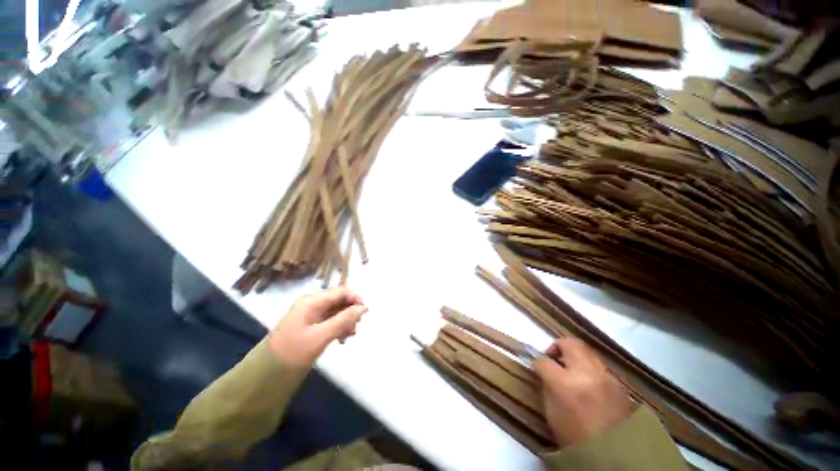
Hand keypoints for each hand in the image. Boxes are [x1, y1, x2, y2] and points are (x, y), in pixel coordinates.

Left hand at [268, 287, 366, 366]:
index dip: (355, 298)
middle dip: (351, 311)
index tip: (365, 313)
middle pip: (339, 300)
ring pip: (337, 311)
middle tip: (356, 327)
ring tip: (350, 336)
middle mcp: (313, 304)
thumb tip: (363, 308)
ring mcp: (311, 315)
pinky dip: (339, 327)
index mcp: (313, 301)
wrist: (265, 374)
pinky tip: (342, 339)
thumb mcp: (321, 336)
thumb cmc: (293, 352)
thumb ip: (344, 320)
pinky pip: (330, 321)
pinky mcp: (311, 326)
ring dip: (346, 321)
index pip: (341, 291)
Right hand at [534, 338, 636, 446]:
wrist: (616, 456)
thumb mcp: (552, 413)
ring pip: (587, 350)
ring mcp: (606, 377)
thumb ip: (547, 386)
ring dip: (575, 354)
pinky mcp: (619, 383)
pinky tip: (589, 381)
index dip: (537, 362)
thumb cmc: (575, 437)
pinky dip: (590, 367)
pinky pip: (600, 366)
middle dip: (557, 346)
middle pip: (569, 343)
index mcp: (565, 384)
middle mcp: (586, 373)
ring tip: (571, 367)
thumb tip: (544, 372)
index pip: (543, 361)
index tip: (537, 366)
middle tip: (553, 356)